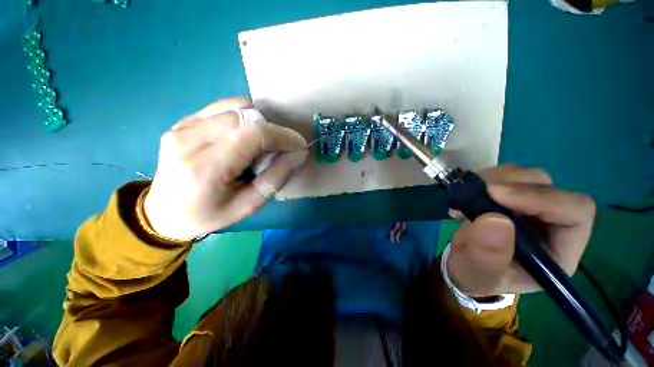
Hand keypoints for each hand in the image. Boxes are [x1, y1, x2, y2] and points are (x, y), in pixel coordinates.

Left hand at [143, 97, 307, 240]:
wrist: (163, 212)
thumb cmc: (208, 215)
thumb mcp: (248, 205)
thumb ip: (275, 178)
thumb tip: (298, 154)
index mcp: (205, 168)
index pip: (253, 134)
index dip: (282, 135)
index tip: (298, 144)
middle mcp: (188, 140)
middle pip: (244, 116)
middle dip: (271, 130)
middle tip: (278, 150)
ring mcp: (182, 127)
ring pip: (235, 107)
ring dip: (258, 123)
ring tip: (259, 145)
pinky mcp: (182, 121)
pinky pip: (222, 107)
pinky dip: (243, 117)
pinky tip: (243, 137)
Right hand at [446, 164, 595, 295]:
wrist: (464, 264)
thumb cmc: (476, 275)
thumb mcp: (479, 273)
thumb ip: (488, 254)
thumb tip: (495, 219)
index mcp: (558, 250)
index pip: (575, 212)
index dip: (542, 198)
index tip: (495, 195)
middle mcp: (552, 223)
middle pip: (547, 187)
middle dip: (509, 185)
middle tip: (475, 192)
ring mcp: (531, 207)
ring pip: (525, 177)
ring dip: (494, 180)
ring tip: (467, 196)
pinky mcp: (510, 198)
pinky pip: (504, 176)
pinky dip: (483, 180)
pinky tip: (466, 196)